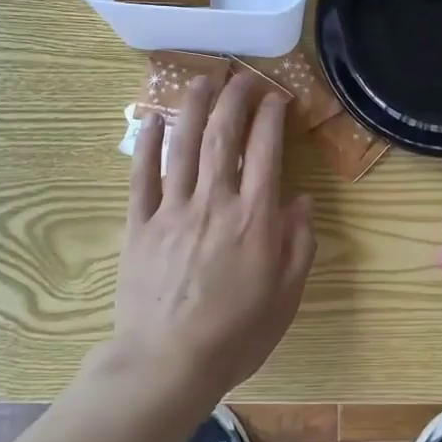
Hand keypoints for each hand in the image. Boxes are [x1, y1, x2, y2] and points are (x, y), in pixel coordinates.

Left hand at [112, 74, 315, 411]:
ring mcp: (173, 210)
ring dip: (193, 108)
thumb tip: (301, 200)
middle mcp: (215, 202)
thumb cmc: (236, 333)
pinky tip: (153, 121)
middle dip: (235, 99)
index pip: (267, 151)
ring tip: (201, 80)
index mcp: (254, 218)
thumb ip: (298, 243)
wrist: (168, 363)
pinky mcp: (140, 225)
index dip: (272, 117)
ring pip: (183, 147)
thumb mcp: (286, 295)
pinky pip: (142, 177)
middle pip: (224, 137)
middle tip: (242, 77)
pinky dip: (147, 146)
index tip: (278, 96)